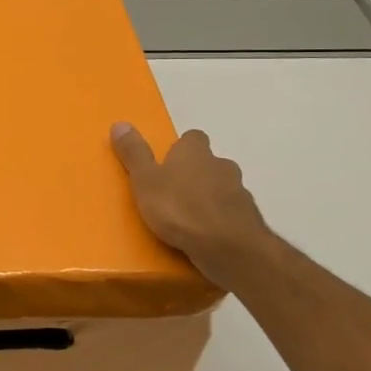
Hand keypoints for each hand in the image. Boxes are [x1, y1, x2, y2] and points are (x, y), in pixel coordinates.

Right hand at [111, 123, 271, 292]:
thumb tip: (120, 123)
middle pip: (209, 163)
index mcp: (195, 152)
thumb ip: (134, 154)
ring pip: (222, 188)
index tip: (168, 162)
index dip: (181, 148)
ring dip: (209, 198)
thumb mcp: (145, 181)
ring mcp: (240, 192)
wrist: (228, 247)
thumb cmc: (180, 209)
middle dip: (195, 174)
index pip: (192, 138)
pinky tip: (207, 236)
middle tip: (174, 193)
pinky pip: (231, 214)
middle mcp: (221, 165)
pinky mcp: (249, 219)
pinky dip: (220, 220)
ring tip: (189, 219)